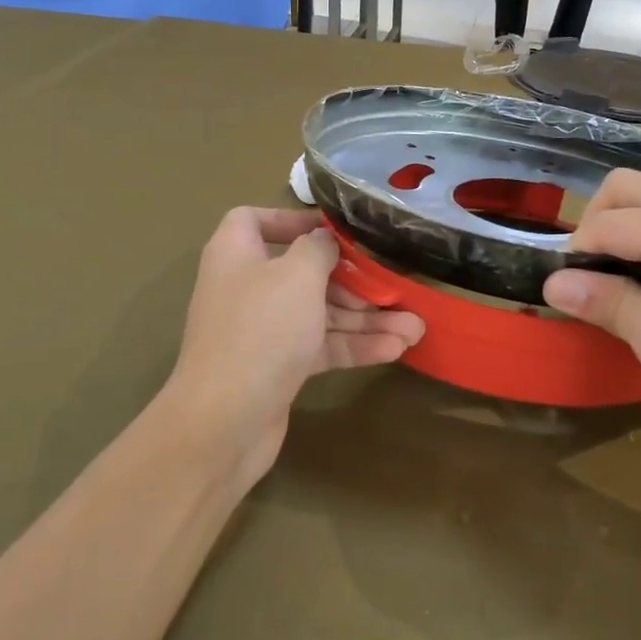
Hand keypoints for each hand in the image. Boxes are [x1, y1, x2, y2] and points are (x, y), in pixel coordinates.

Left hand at [166, 208, 424, 479]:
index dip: (293, 219)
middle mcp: (246, 288)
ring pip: (318, 314)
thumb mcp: (298, 275)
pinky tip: (395, 349)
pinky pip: (319, 347)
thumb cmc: (262, 329)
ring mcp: (262, 331)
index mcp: (236, 254)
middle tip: (393, 286)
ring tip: (414, 327)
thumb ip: (318, 249)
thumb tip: (324, 240)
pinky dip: (353, 346)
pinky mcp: (277, 368)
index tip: (334, 230)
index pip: (255, 219)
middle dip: (352, 281)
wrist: (226, 420)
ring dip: (365, 319)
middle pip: (302, 272)